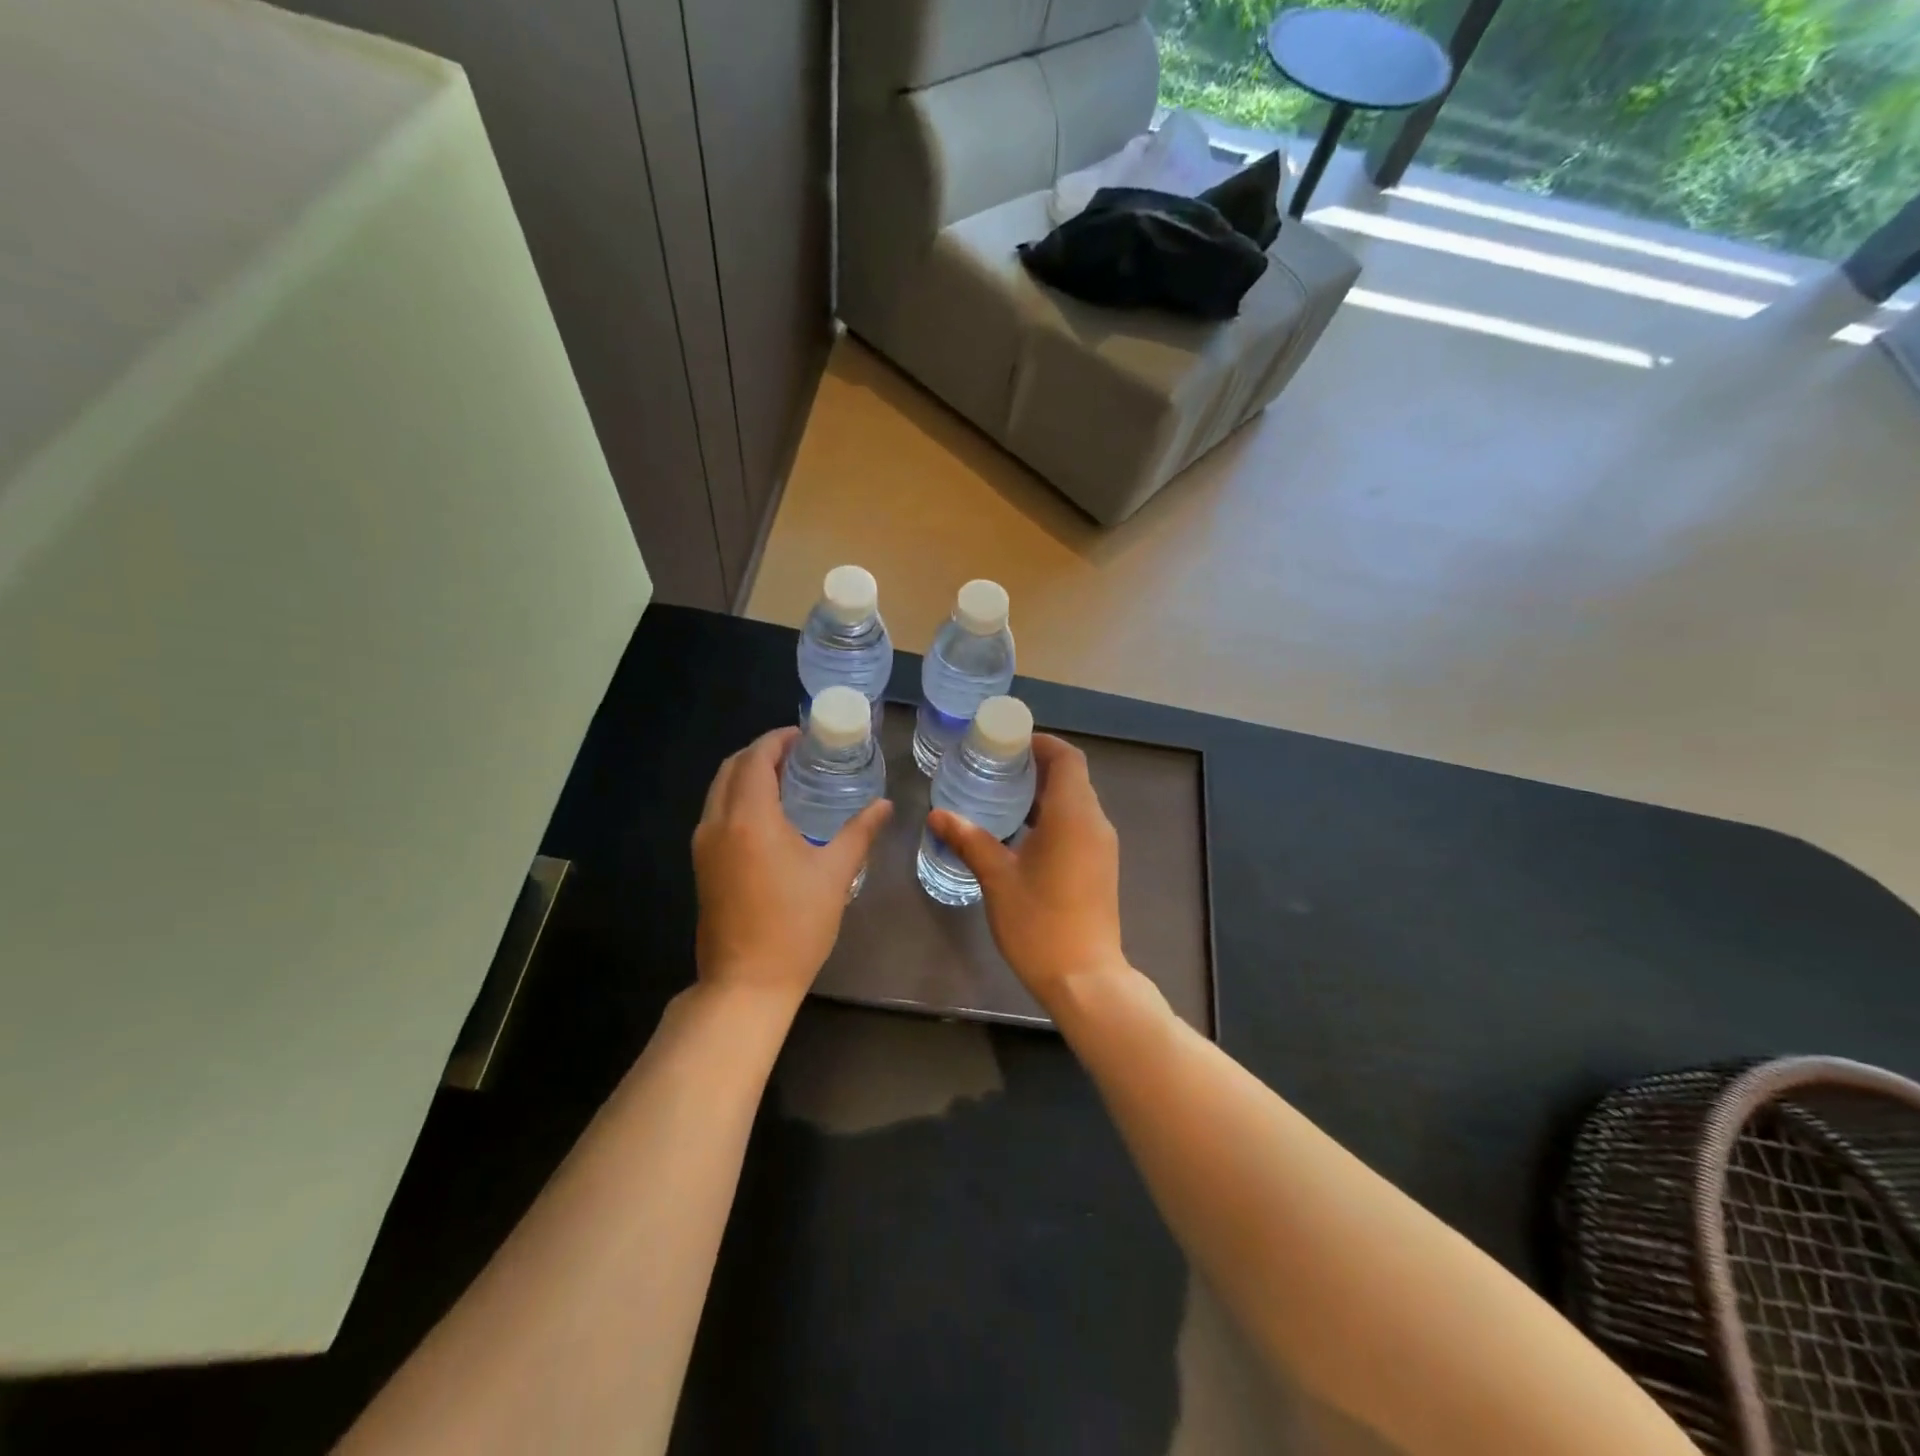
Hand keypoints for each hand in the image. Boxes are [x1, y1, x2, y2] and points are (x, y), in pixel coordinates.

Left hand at [692, 728, 891, 1007]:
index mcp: (750, 818)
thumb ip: (860, 832)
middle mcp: (718, 823)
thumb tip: (885, 805)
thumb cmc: (795, 925)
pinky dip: (738, 797)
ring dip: (747, 775)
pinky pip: (716, 812)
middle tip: (798, 753)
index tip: (804, 735)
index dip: (778, 740)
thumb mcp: (835, 874)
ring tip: (786, 778)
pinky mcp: (701, 865)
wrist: (746, 982)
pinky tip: (769, 814)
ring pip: (719, 790)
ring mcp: (704, 845)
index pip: (757, 759)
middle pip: (732, 768)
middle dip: (762, 753)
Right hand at [926, 734, 1127, 1009]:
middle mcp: (1095, 823)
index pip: (1066, 758)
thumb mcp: (997, 878)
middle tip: (995, 767)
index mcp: (1073, 816)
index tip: (1009, 743)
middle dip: (1037, 766)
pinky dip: (1053, 816)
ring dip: (1044, 792)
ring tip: (1002, 795)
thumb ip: (970, 840)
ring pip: (1076, 802)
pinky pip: (1079, 824)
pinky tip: (1021, 832)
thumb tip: (937, 814)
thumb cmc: (1039, 923)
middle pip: (1072, 777)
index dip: (1041, 744)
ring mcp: (1102, 846)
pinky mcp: (1100, 866)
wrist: (1085, 978)